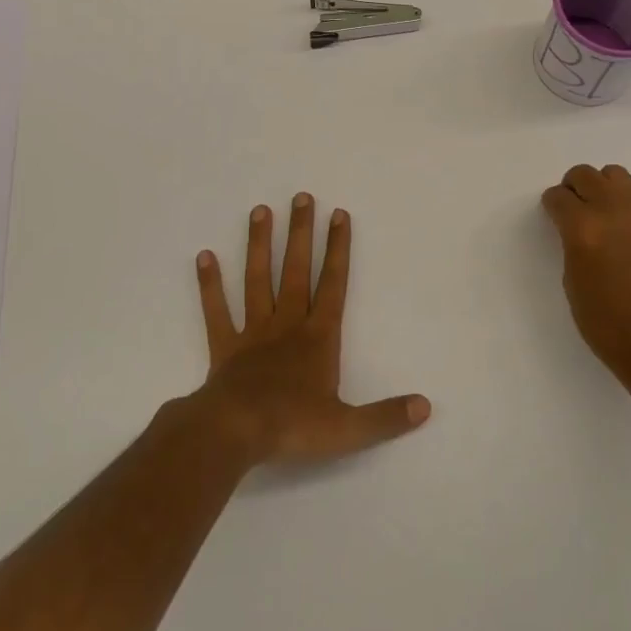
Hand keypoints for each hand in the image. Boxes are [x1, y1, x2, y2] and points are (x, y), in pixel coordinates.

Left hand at [192, 194, 429, 465]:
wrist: (235, 433)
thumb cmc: (292, 426)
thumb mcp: (348, 428)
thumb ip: (386, 416)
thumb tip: (426, 406)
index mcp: (318, 338)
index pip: (333, 284)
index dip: (338, 249)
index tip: (339, 215)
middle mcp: (287, 324)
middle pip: (296, 271)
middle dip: (301, 233)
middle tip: (302, 197)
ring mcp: (253, 332)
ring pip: (257, 280)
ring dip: (260, 245)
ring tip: (260, 210)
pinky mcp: (224, 346)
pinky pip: (216, 310)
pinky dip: (210, 284)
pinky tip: (205, 256)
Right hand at [540, 164, 630, 390]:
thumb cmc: (607, 323)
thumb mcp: (573, 281)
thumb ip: (572, 245)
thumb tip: (577, 230)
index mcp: (583, 228)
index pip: (559, 197)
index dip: (552, 205)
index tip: (552, 216)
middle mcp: (613, 211)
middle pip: (586, 175)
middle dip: (573, 187)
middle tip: (572, 209)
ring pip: (615, 176)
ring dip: (601, 187)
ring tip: (599, 214)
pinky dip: (623, 207)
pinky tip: (623, 236)